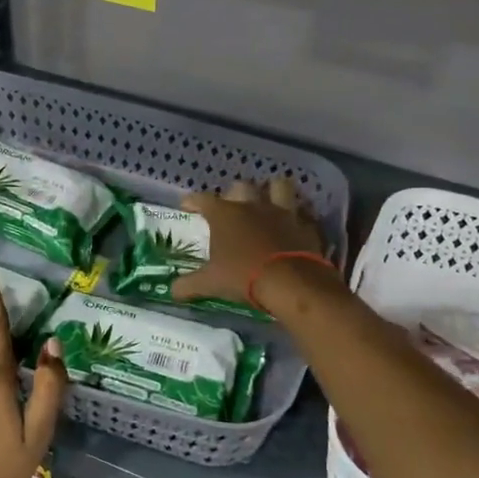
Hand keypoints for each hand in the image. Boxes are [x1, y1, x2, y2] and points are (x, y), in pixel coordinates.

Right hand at [172, 178, 329, 307]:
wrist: (291, 283)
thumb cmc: (243, 277)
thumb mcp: (210, 284)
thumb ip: (188, 285)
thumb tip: (172, 291)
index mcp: (225, 215)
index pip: (202, 199)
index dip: (192, 200)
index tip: (187, 205)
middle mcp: (252, 206)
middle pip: (241, 186)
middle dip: (234, 193)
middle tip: (231, 206)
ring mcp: (282, 212)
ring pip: (279, 186)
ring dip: (273, 190)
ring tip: (269, 200)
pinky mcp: (305, 224)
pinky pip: (303, 212)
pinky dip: (298, 215)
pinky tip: (295, 224)